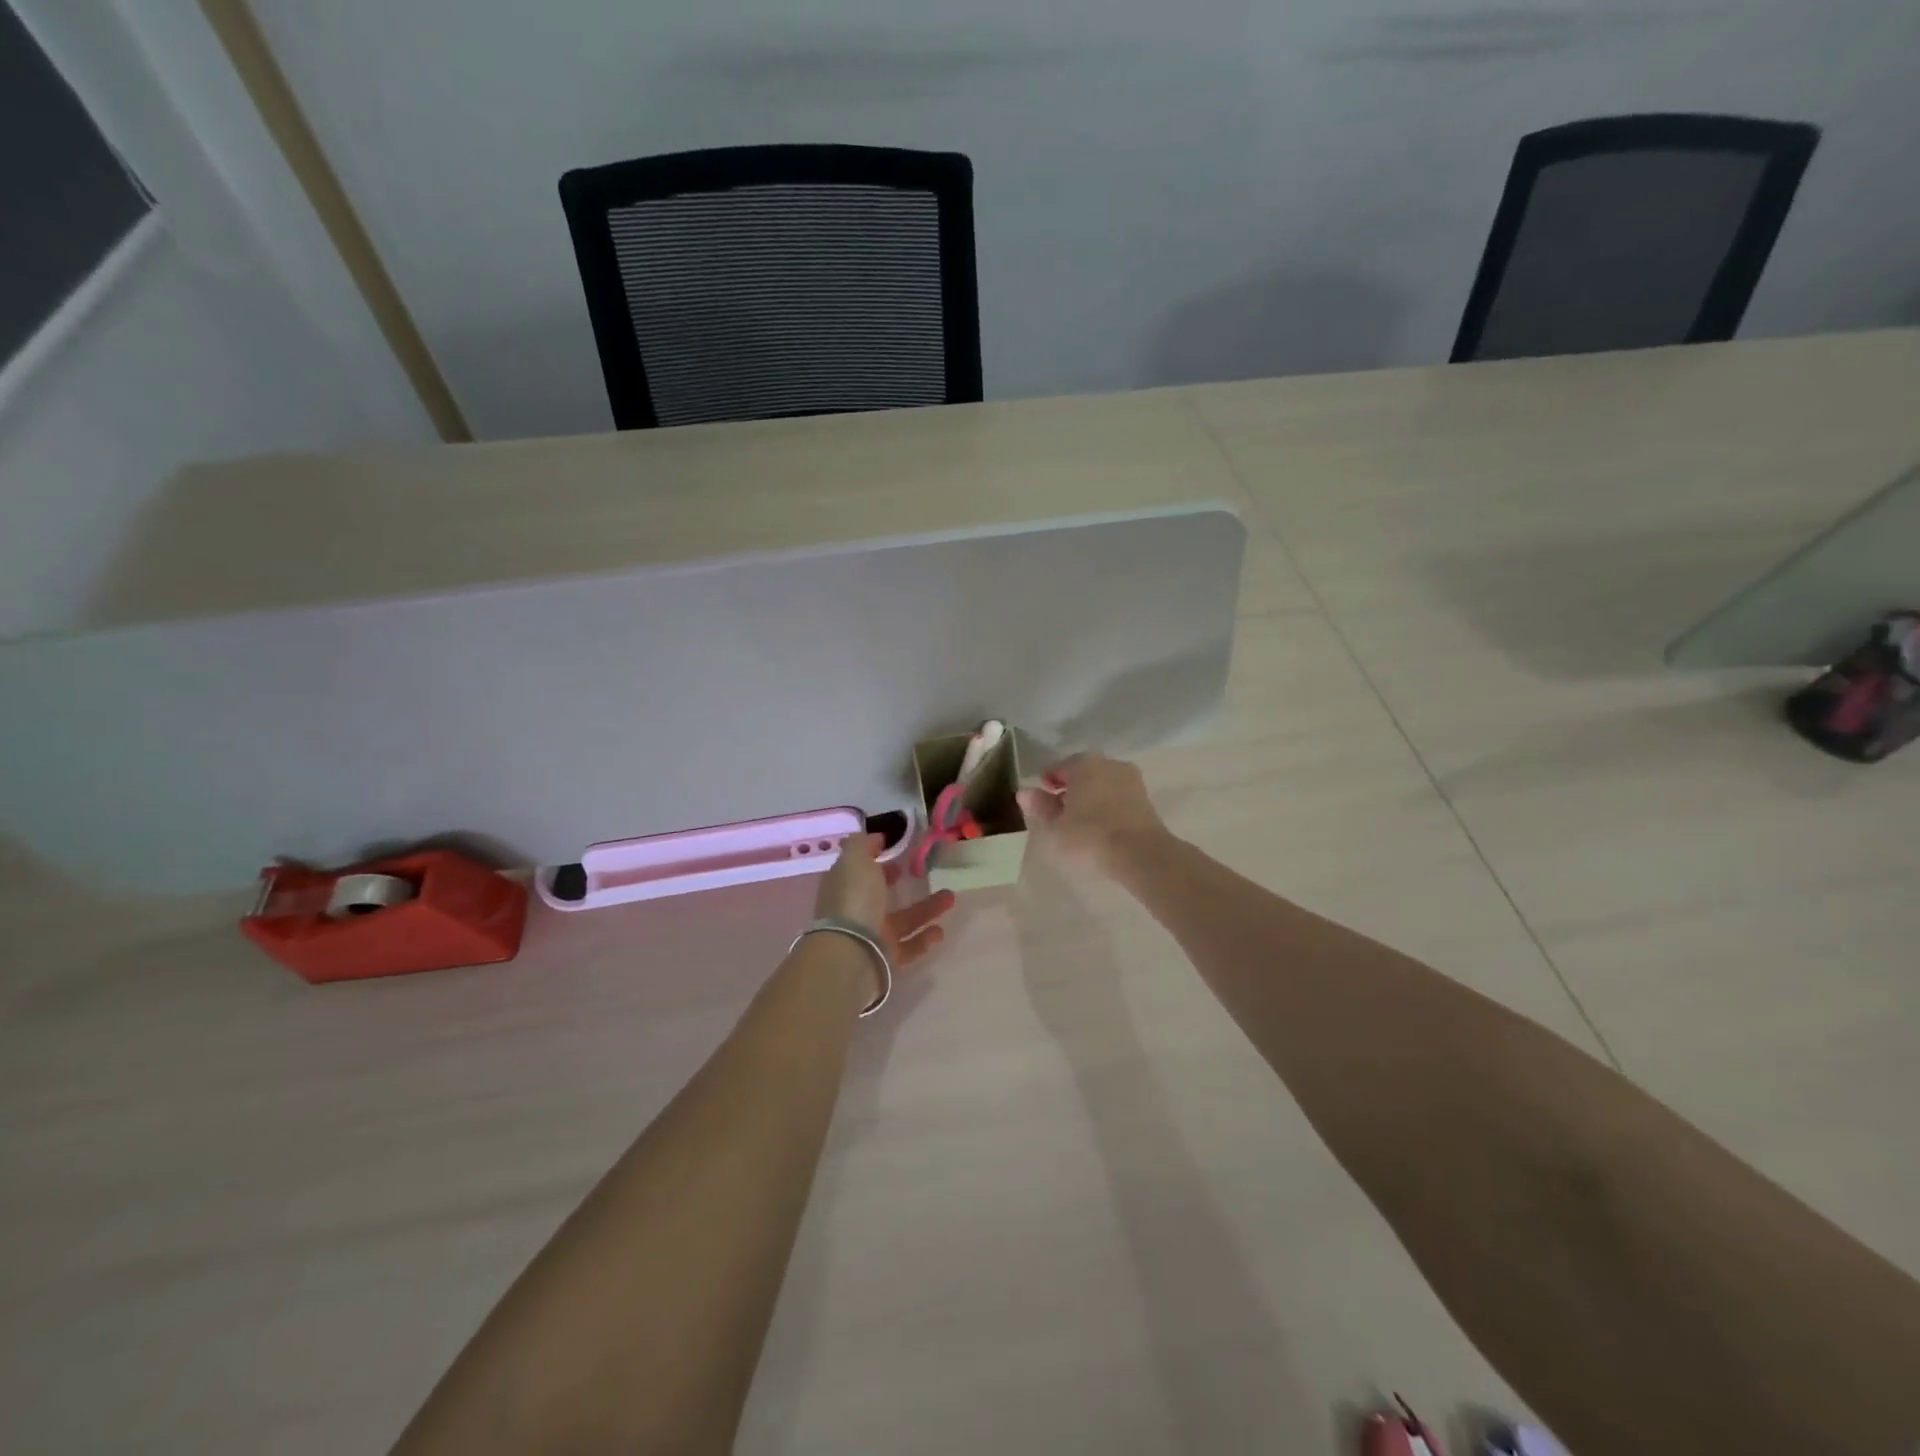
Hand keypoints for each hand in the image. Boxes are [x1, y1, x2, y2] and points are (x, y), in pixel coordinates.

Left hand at [814, 834, 955, 970]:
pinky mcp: (887, 959)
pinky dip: (925, 938)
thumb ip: (863, 844)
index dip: (875, 860)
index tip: (897, 853)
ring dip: (927, 908)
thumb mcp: (854, 860)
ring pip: (903, 920)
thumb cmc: (854, 900)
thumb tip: (876, 838)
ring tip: (951, 897)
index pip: (859, 871)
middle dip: (899, 883)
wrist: (852, 954)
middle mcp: (856, 911)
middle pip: (879, 895)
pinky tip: (940, 930)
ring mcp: (871, 936)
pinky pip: (909, 946)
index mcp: (845, 887)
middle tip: (923, 872)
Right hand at [1016, 753, 1170, 876]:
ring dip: (1090, 798)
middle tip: (1058, 813)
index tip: (1041, 802)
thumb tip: (1024, 793)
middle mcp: (1110, 764)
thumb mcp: (1055, 827)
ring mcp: (1131, 780)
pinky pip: (1117, 798)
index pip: (1058, 768)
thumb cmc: (1089, 837)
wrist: (1141, 855)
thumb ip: (1040, 807)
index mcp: (1084, 763)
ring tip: (1079, 823)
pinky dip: (1107, 807)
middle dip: (1070, 789)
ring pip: (1102, 785)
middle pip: (1082, 774)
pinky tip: (1100, 827)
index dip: (1047, 784)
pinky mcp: (1146, 800)